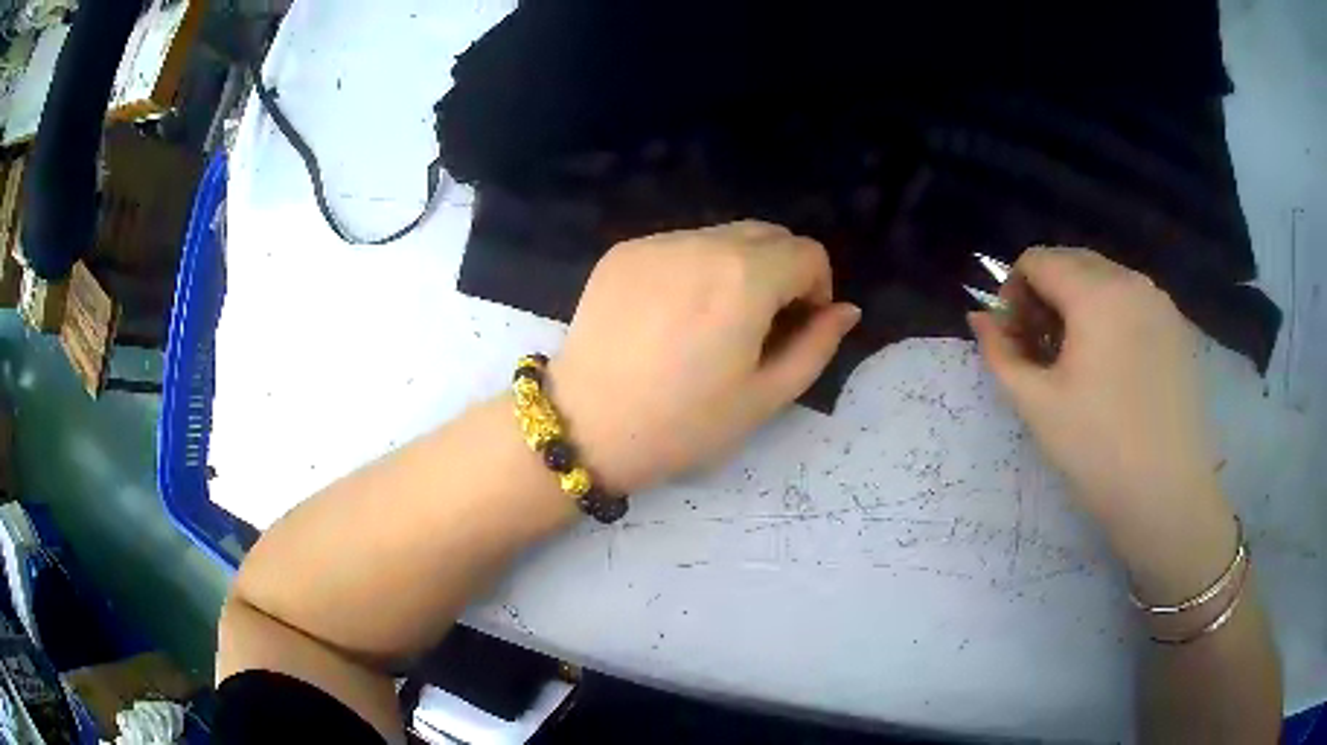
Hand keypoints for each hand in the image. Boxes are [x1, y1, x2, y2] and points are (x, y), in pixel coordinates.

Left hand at [548, 221, 859, 493]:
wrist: (584, 426)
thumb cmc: (682, 424)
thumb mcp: (765, 397)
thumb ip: (817, 346)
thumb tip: (846, 310)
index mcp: (745, 277)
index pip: (808, 252)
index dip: (816, 288)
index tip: (797, 326)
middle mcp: (702, 242)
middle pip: (768, 233)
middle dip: (782, 270)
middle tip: (761, 324)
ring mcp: (656, 242)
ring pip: (723, 236)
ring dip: (738, 266)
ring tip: (712, 321)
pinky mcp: (622, 251)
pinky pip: (679, 245)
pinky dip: (694, 268)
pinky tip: (671, 315)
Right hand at [968, 248, 1234, 585]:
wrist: (1168, 495)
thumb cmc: (1099, 451)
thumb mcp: (1037, 405)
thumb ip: (1001, 353)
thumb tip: (979, 318)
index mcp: (1095, 292)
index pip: (1036, 260)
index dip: (1013, 293)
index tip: (1016, 340)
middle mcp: (1131, 280)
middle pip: (1071, 261)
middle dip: (1046, 296)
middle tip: (1043, 351)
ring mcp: (1159, 302)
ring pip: (1104, 279)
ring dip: (1079, 305)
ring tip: (1079, 363)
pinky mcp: (1177, 326)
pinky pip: (1132, 300)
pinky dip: (1111, 317)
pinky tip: (1114, 370)